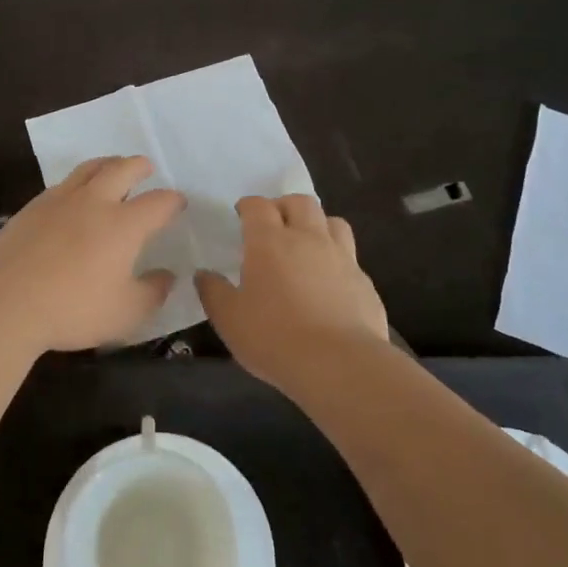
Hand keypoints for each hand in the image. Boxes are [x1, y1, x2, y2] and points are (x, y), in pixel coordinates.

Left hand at [0, 156, 185, 355]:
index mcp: (123, 224)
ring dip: (107, 164)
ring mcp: (59, 201)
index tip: (178, 204)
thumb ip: (152, 292)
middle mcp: (94, 202)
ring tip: (112, 169)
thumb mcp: (125, 313)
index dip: (172, 201)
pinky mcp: (31, 208)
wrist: (3, 303)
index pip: (158, 202)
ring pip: (89, 168)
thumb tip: (167, 276)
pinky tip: (73, 197)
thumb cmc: (72, 309)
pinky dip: (77, 183)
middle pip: (122, 169)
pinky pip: (62, 184)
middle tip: (146, 168)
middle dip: (139, 166)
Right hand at [196, 195, 390, 388]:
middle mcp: (308, 238)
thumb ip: (213, 292)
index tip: (241, 214)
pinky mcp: (364, 281)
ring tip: (306, 244)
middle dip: (284, 206)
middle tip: (273, 224)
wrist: (339, 364)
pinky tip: (329, 282)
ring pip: (332, 221)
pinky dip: (336, 259)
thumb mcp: (229, 319)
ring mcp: (341, 257)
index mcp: (270, 241)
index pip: (258, 206)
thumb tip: (203, 274)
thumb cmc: (274, 337)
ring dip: (316, 225)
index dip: (248, 206)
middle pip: (300, 202)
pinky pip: (350, 256)